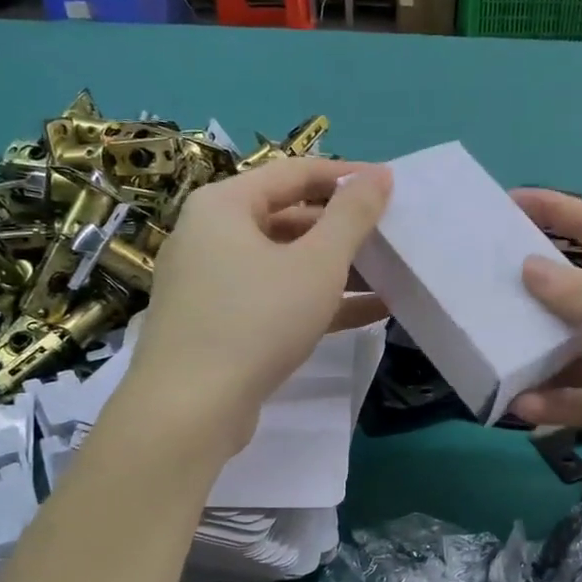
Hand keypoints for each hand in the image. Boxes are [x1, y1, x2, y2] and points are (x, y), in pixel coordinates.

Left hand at [121, 159, 390, 451]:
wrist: (190, 409)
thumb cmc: (257, 319)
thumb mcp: (317, 263)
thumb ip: (352, 215)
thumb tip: (379, 175)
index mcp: (224, 205)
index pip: (294, 172)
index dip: (346, 176)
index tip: (390, 186)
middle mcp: (211, 235)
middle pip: (288, 217)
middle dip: (343, 229)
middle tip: (391, 237)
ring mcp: (212, 283)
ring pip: (285, 263)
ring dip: (337, 269)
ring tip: (390, 276)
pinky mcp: (220, 324)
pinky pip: (276, 298)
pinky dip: (317, 301)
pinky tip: (369, 312)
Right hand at [509, 189, 581, 495]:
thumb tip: (529, 267)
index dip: (558, 211)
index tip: (510, 203)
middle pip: (574, 299)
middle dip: (531, 297)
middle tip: (479, 297)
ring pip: (571, 357)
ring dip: (536, 361)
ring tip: (491, 363)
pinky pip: (581, 402)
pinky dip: (554, 405)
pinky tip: (522, 408)